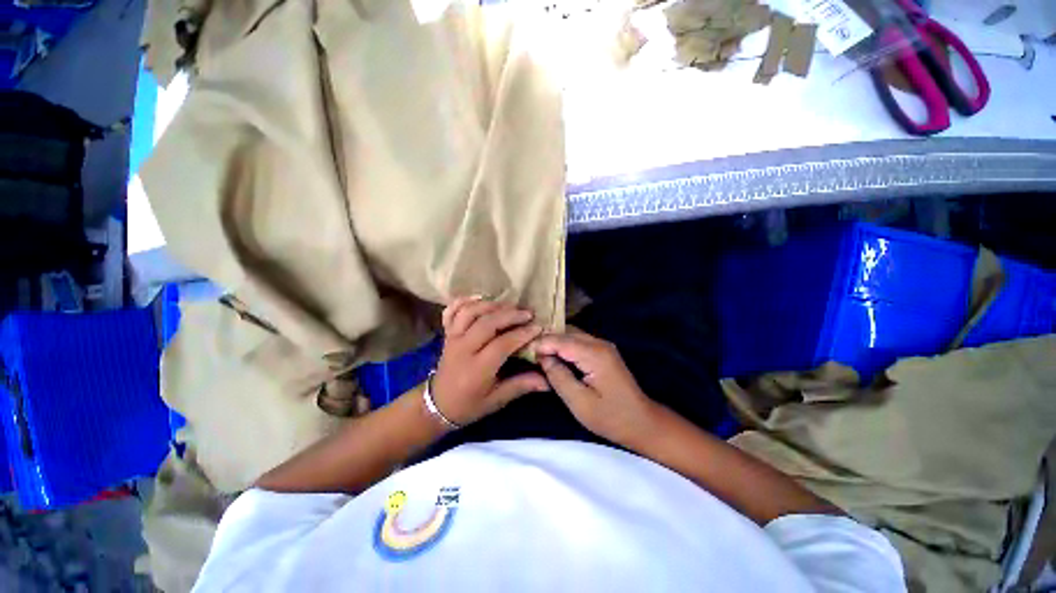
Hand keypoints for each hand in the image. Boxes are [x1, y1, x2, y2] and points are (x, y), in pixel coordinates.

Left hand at [432, 297, 548, 426]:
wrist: (436, 405)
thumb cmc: (469, 405)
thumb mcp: (496, 401)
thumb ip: (520, 386)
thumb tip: (548, 382)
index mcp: (477, 369)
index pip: (502, 344)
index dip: (522, 334)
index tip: (538, 328)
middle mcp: (463, 349)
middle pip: (487, 323)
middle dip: (510, 315)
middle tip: (528, 313)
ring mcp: (452, 338)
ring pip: (470, 312)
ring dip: (491, 305)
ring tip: (509, 306)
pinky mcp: (447, 333)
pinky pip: (452, 311)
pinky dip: (464, 301)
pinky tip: (480, 298)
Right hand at [534, 328, 659, 446]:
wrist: (642, 423)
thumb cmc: (611, 417)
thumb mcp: (579, 402)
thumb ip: (558, 377)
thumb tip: (542, 358)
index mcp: (594, 354)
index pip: (561, 340)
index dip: (541, 343)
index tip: (522, 349)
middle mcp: (599, 343)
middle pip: (566, 332)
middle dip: (546, 339)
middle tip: (526, 350)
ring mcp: (603, 345)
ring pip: (572, 334)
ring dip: (554, 341)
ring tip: (536, 351)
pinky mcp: (603, 351)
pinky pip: (579, 341)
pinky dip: (564, 345)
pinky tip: (553, 354)